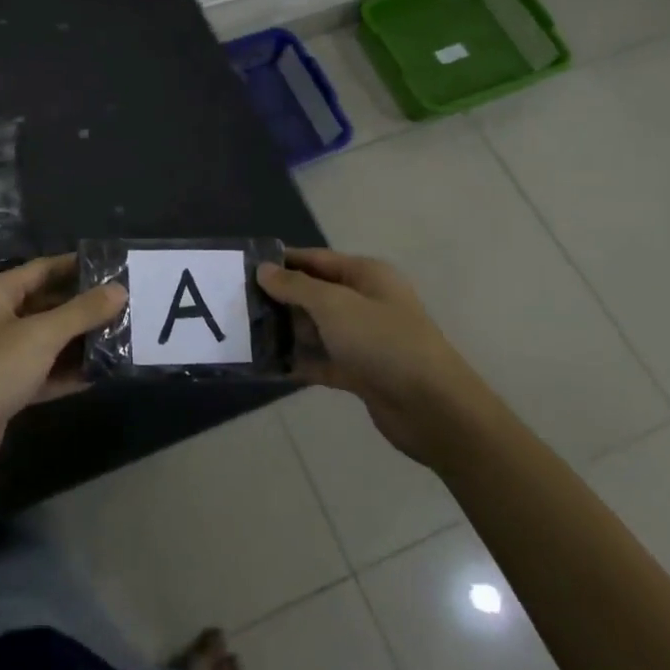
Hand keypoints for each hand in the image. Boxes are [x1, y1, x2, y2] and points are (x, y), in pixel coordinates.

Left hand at [0, 254, 125, 490]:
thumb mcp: (41, 336)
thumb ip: (81, 312)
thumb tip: (119, 290)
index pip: (44, 269)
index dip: (78, 267)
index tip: (115, 267)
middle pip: (48, 304)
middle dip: (84, 306)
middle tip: (127, 305)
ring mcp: (2, 355)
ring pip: (48, 340)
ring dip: (80, 341)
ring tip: (123, 337)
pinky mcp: (8, 388)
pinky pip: (45, 371)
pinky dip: (68, 372)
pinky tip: (101, 373)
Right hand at [258, 248, 487, 466]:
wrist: (433, 409)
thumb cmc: (383, 342)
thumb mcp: (334, 305)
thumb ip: (296, 286)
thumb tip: (264, 269)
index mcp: (366, 276)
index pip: (316, 259)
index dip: (283, 261)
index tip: (245, 267)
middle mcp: (365, 302)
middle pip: (315, 293)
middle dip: (280, 298)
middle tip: (237, 303)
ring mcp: (364, 339)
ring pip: (316, 328)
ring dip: (286, 331)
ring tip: (245, 333)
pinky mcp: (361, 373)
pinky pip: (322, 361)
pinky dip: (300, 362)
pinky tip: (269, 365)